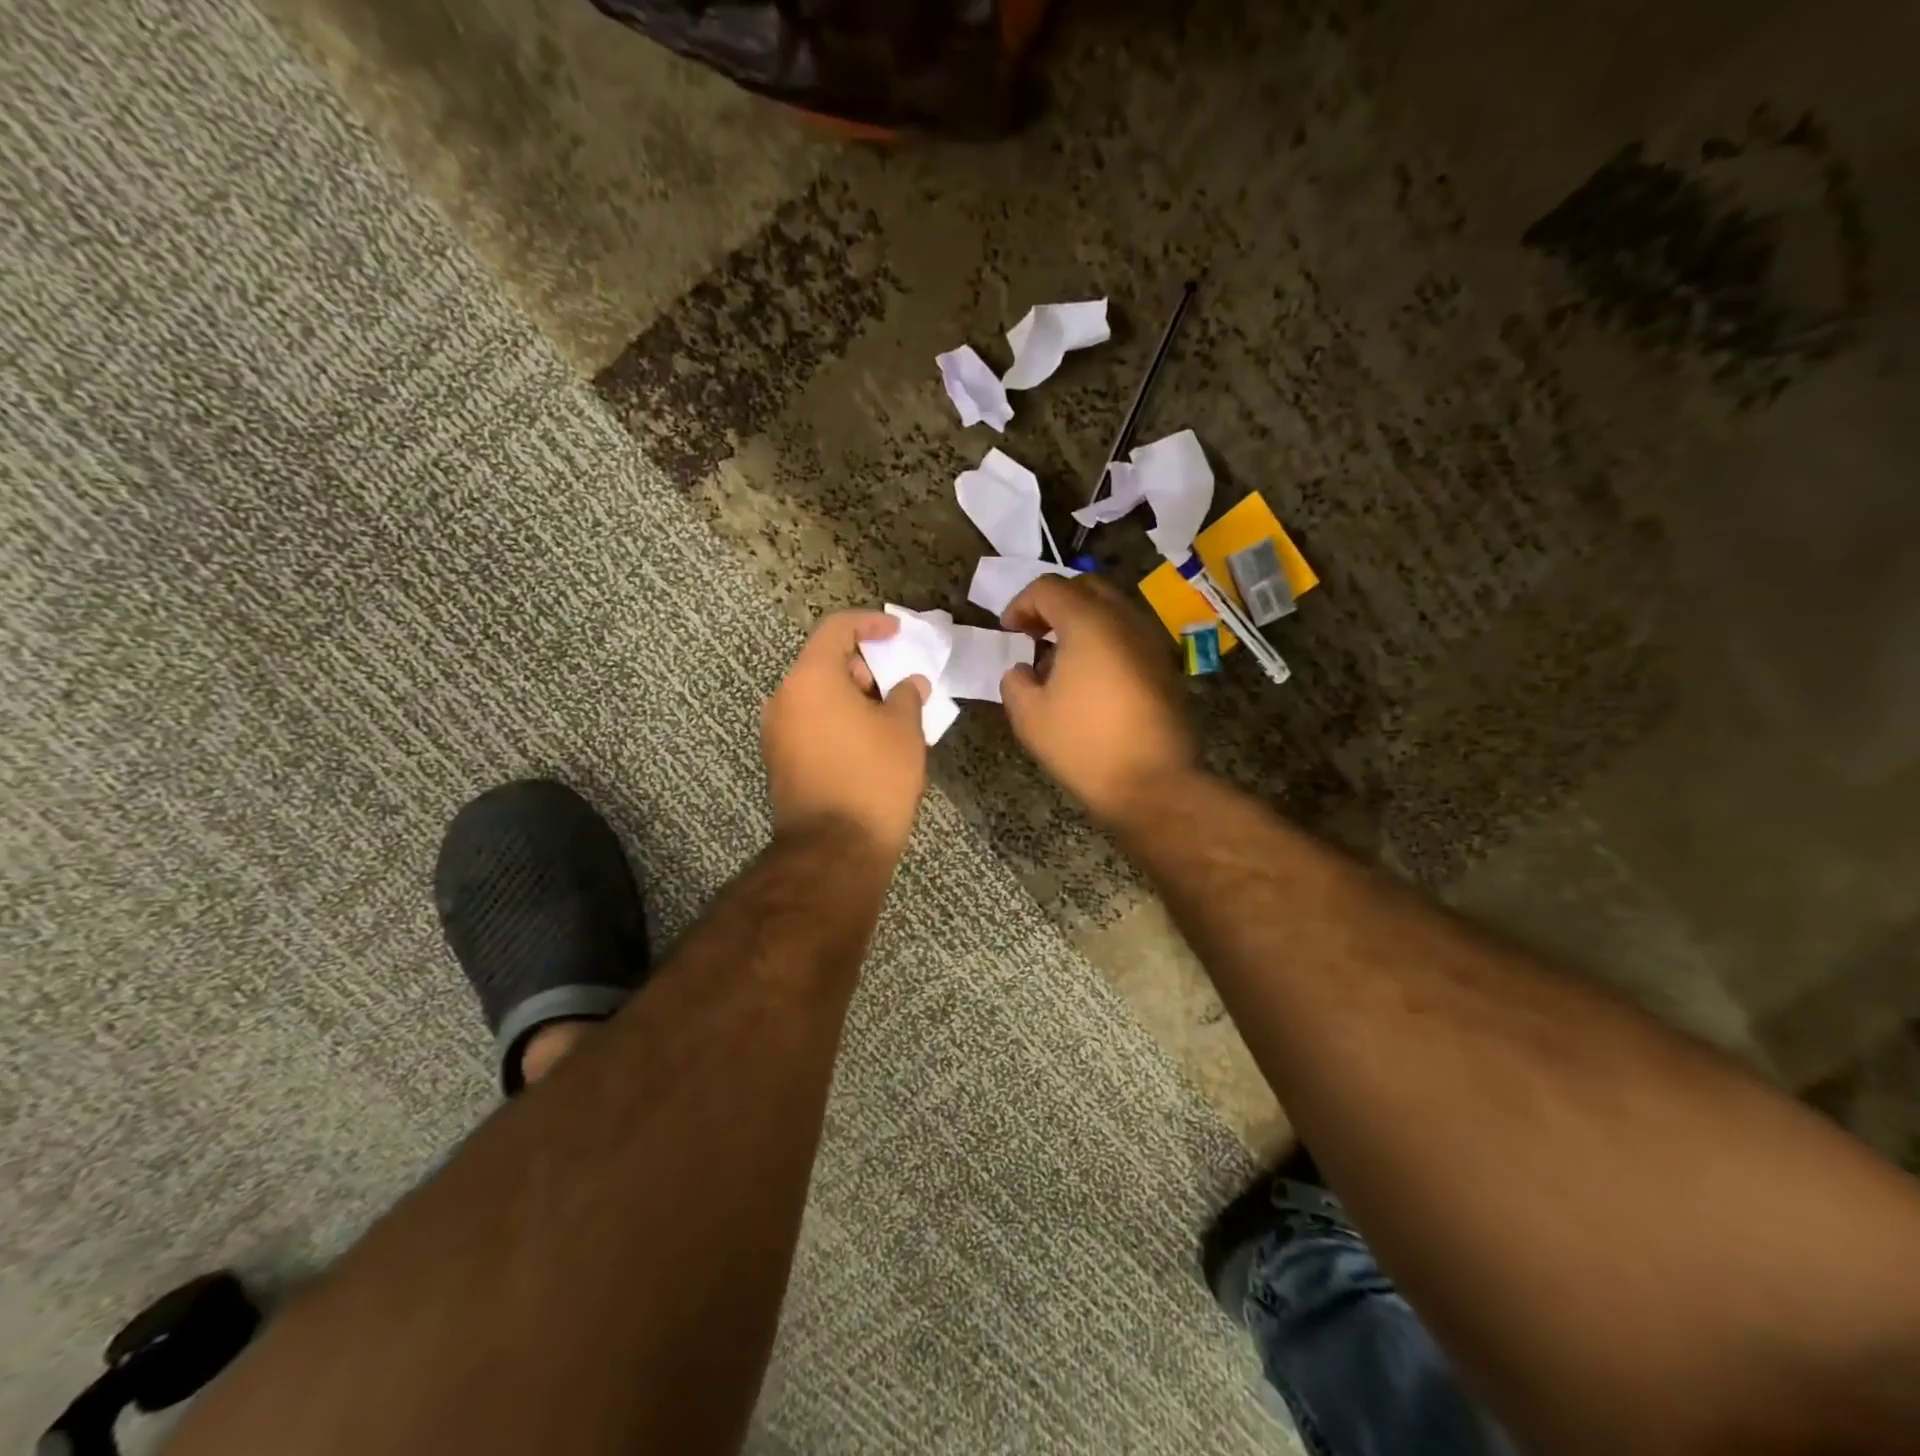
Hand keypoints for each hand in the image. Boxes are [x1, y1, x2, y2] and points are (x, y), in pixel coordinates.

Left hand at [762, 611, 929, 857]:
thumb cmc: (874, 778)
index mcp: (810, 678)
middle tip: (898, 684)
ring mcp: (776, 731)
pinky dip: (837, 719)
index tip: (898, 633)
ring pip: (817, 695)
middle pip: (824, 662)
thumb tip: (910, 683)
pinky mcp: (779, 760)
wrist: (834, 849)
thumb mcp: (903, 730)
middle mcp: (784, 698)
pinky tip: (867, 741)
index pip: (837, 629)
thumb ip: (907, 695)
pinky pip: (810, 723)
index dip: (870, 623)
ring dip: (852, 696)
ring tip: (889, 716)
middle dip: (864, 666)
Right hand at [999, 575, 1198, 824]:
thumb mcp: (1029, 717)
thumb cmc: (1084, 746)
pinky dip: (1104, 642)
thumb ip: (1015, 682)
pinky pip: (1128, 636)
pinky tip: (1090, 680)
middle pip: (1086, 588)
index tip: (1008, 631)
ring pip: (1112, 611)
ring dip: (1081, 623)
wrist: (1154, 783)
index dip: (1021, 604)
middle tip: (1034, 635)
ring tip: (1060, 661)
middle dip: (1054, 604)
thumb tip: (1022, 670)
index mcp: (1088, 623)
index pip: (1049, 588)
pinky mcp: (1165, 667)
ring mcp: (1151, 642)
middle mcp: (1125, 620)